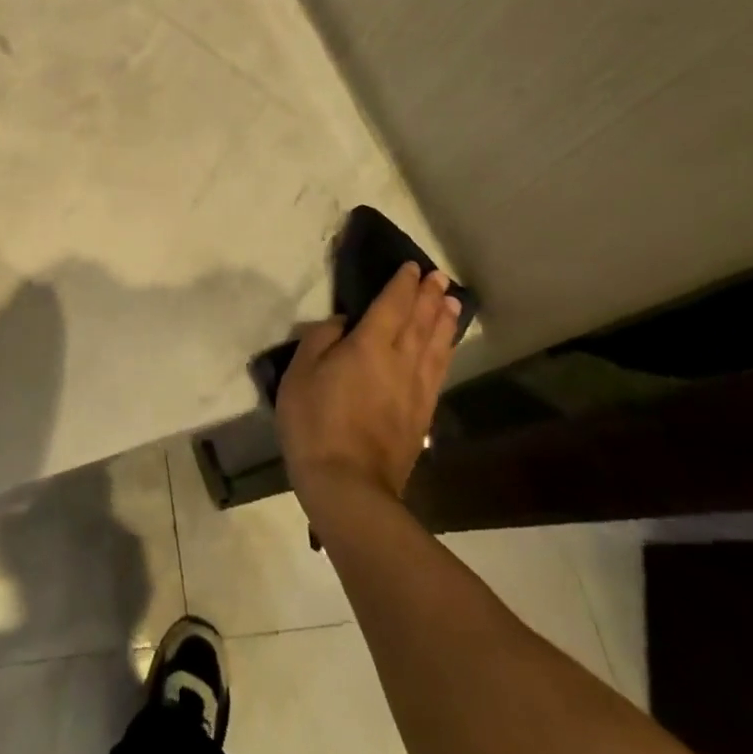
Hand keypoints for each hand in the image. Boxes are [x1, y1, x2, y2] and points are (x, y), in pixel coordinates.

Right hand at [276, 262, 459, 513]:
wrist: (349, 487)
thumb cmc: (315, 424)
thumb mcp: (299, 374)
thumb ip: (320, 340)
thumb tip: (343, 324)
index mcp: (369, 346)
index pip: (391, 305)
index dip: (402, 284)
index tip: (412, 267)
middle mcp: (400, 362)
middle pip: (419, 322)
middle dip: (429, 297)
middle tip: (439, 277)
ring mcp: (415, 391)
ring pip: (435, 347)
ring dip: (444, 322)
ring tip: (452, 303)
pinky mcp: (422, 417)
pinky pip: (438, 373)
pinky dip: (445, 353)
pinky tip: (446, 349)